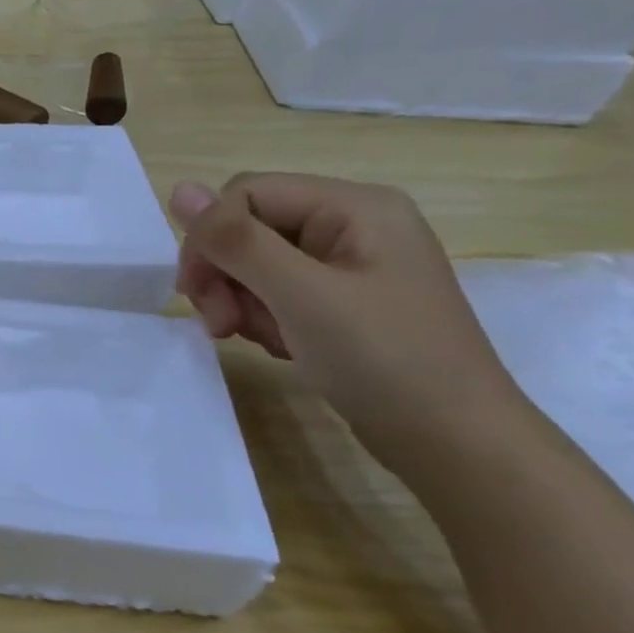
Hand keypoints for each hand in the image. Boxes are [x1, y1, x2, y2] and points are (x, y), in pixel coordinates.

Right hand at [169, 174, 529, 462]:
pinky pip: (278, 290)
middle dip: (224, 274)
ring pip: (256, 262)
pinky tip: (279, 345)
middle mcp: (352, 223)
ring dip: (239, 300)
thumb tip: (178, 189)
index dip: (210, 238)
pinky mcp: (343, 300)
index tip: (195, 293)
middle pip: (250, 227)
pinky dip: (263, 316)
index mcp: (354, 206)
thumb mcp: (300, 295)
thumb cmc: (383, 359)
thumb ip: (237, 241)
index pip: (246, 194)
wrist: (454, 443)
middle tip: (221, 325)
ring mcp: (349, 263)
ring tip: (254, 339)